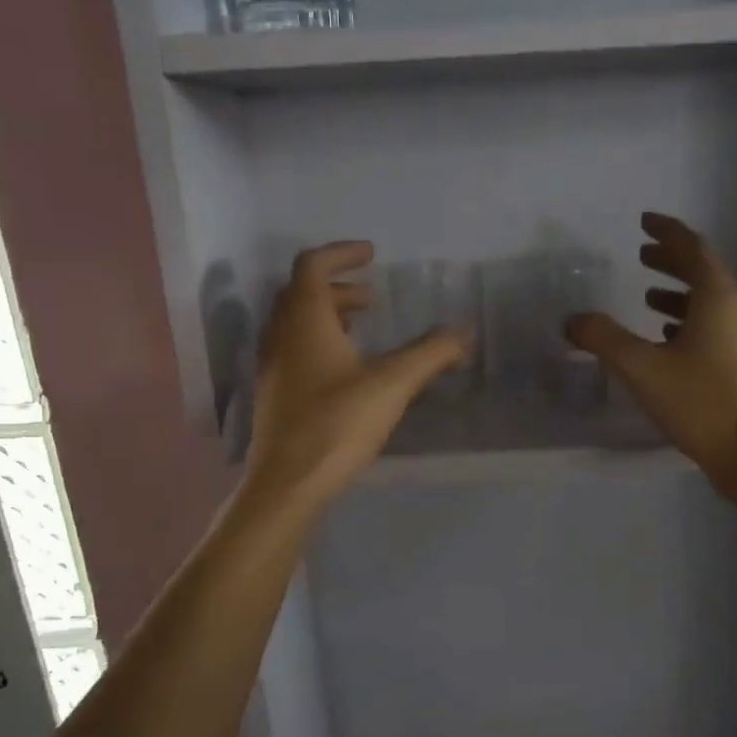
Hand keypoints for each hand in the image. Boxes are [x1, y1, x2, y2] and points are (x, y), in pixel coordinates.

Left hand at [247, 242, 471, 507]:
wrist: (288, 483)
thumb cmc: (337, 424)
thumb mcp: (392, 384)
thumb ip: (430, 353)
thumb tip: (465, 332)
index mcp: (304, 320)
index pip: (312, 265)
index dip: (342, 254)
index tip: (371, 254)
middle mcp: (280, 335)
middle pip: (301, 292)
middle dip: (337, 286)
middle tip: (372, 298)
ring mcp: (272, 365)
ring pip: (295, 322)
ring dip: (327, 315)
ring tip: (361, 330)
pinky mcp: (274, 393)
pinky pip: (293, 348)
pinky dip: (318, 341)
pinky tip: (345, 370)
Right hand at [566, 213, 736, 484]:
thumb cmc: (699, 402)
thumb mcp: (642, 368)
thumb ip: (604, 339)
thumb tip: (573, 321)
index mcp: (717, 299)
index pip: (693, 249)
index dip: (668, 232)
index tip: (646, 222)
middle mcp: (735, 311)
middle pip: (703, 273)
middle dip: (672, 260)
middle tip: (642, 254)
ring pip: (708, 302)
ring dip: (678, 293)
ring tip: (648, 295)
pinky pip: (712, 327)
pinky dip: (686, 321)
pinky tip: (666, 339)